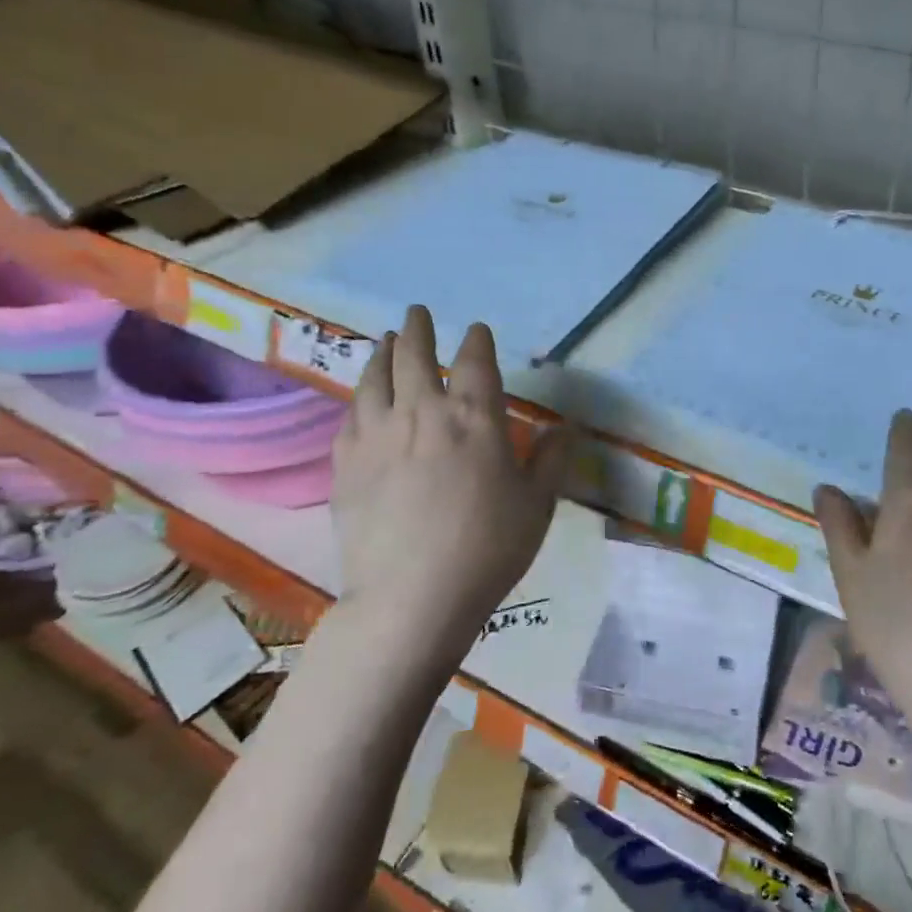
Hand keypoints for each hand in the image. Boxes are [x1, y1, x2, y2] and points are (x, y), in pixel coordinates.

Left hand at [330, 306, 568, 672]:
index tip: (476, 330)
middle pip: (416, 356)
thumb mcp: (537, 505)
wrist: (413, 598)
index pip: (476, 362)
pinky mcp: (346, 464)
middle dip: (418, 329)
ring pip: (375, 378)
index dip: (477, 341)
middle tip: (416, 313)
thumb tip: (566, 427)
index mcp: (476, 419)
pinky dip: (359, 397)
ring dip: (383, 353)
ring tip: (386, 341)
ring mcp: (378, 435)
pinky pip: (350, 416)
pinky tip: (362, 399)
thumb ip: (551, 460)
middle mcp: (423, 413)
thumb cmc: (488, 549)